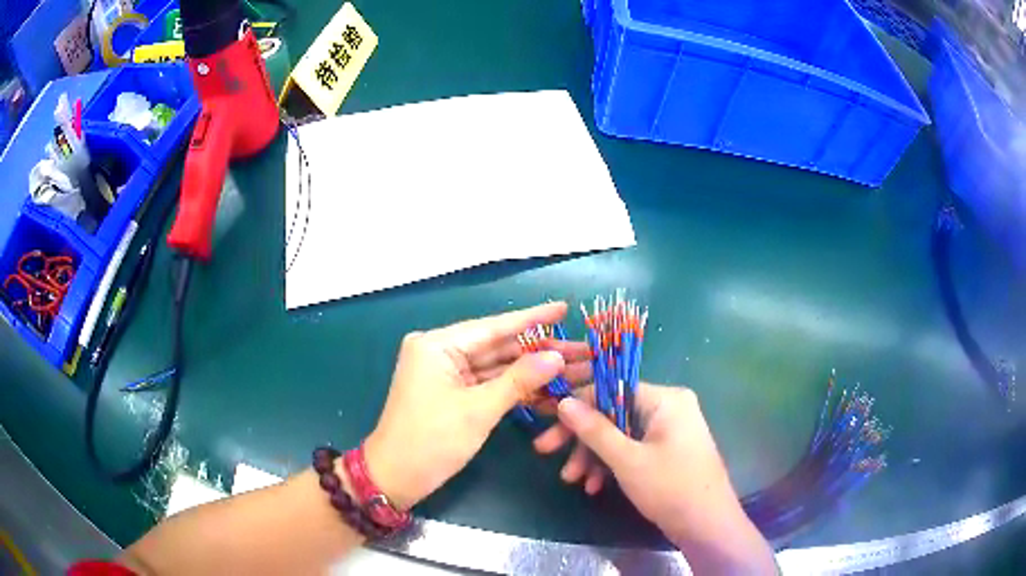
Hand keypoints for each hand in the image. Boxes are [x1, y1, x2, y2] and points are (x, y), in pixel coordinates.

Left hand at [363, 302, 591, 509]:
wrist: (395, 478)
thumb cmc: (431, 441)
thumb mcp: (478, 410)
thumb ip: (519, 380)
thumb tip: (557, 357)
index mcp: (438, 345)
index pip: (493, 327)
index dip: (533, 319)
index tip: (564, 308)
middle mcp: (441, 352)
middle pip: (499, 347)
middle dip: (540, 351)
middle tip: (582, 349)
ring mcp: (447, 374)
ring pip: (497, 368)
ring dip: (533, 371)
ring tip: (574, 368)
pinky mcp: (453, 394)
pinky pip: (489, 385)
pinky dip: (516, 389)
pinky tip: (549, 388)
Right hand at [535, 384, 775, 573]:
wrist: (707, 525)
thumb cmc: (669, 488)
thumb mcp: (626, 459)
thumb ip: (593, 429)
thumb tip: (563, 401)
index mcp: (666, 398)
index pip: (611, 388)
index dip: (577, 404)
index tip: (547, 421)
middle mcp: (669, 407)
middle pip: (613, 413)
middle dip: (581, 437)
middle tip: (546, 451)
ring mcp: (670, 430)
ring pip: (620, 434)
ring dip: (593, 455)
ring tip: (572, 480)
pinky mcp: (668, 450)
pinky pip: (633, 448)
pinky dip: (612, 464)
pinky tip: (594, 485)